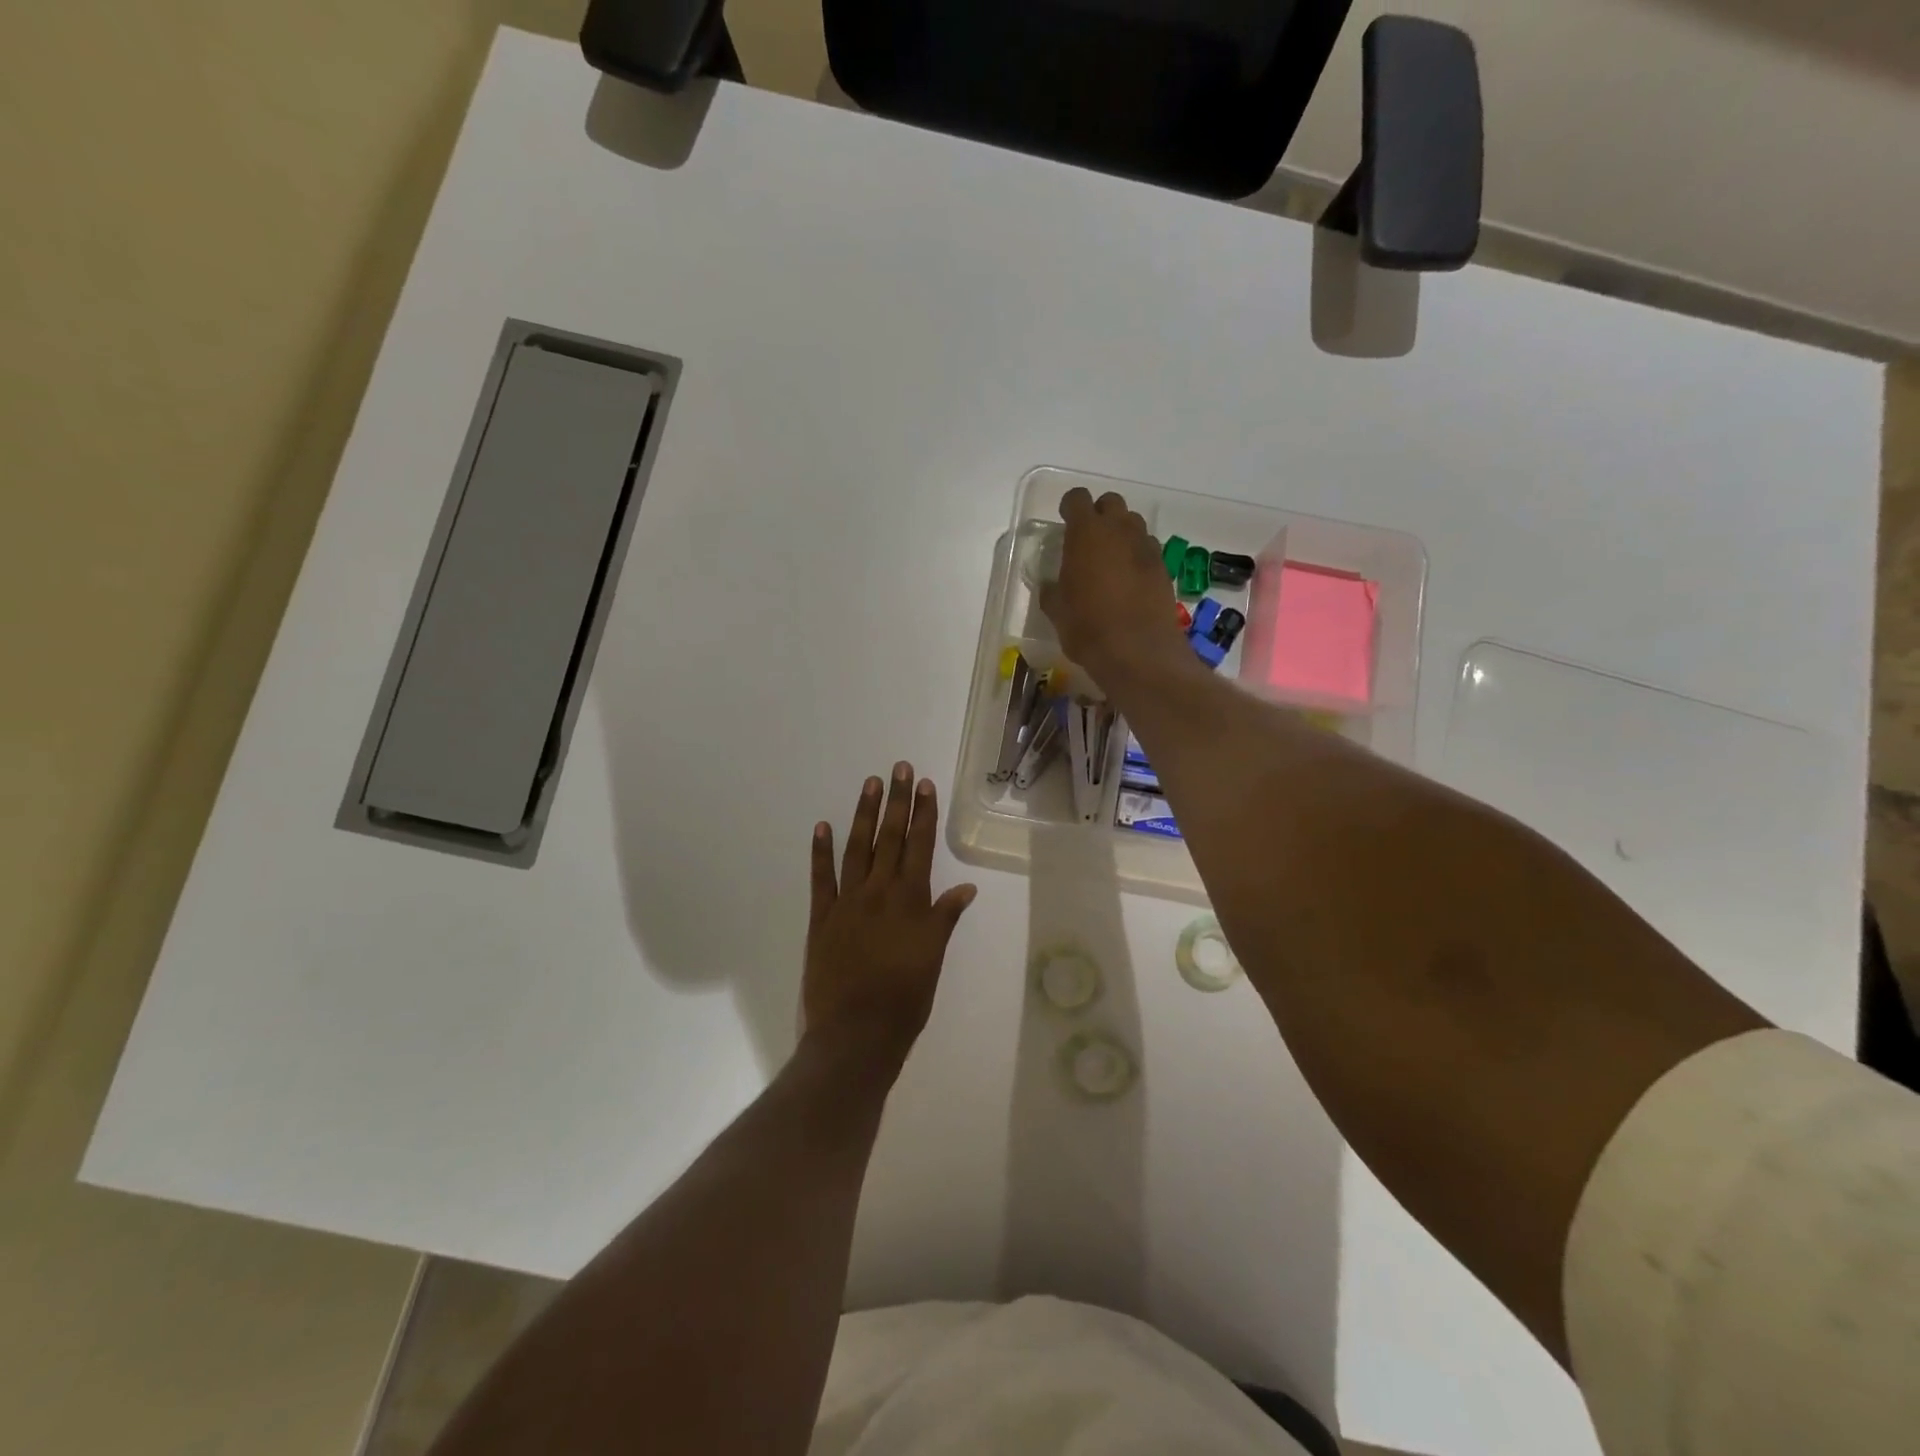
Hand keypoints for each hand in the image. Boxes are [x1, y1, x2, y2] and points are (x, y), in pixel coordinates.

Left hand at [802, 763, 977, 1073]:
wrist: (856, 1033)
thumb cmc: (905, 1000)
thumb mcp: (933, 958)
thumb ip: (945, 918)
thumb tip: (966, 886)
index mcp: (911, 901)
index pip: (920, 846)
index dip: (923, 813)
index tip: (924, 784)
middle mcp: (879, 892)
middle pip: (890, 838)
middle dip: (896, 801)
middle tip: (898, 768)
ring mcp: (847, 902)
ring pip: (857, 848)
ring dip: (863, 814)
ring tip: (869, 784)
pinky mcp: (821, 918)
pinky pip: (820, 878)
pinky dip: (820, 851)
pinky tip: (822, 826)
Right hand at [1039, 488, 1190, 681]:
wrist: (1138, 652)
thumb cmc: (1087, 628)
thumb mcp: (1057, 611)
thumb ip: (1052, 591)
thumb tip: (1052, 586)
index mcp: (1086, 533)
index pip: (1077, 499)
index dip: (1069, 507)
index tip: (1064, 521)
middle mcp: (1119, 530)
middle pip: (1111, 503)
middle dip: (1099, 515)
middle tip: (1089, 541)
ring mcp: (1146, 547)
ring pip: (1133, 524)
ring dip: (1121, 534)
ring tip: (1111, 560)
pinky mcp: (1164, 567)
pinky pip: (1148, 549)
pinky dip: (1137, 556)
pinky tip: (1130, 581)